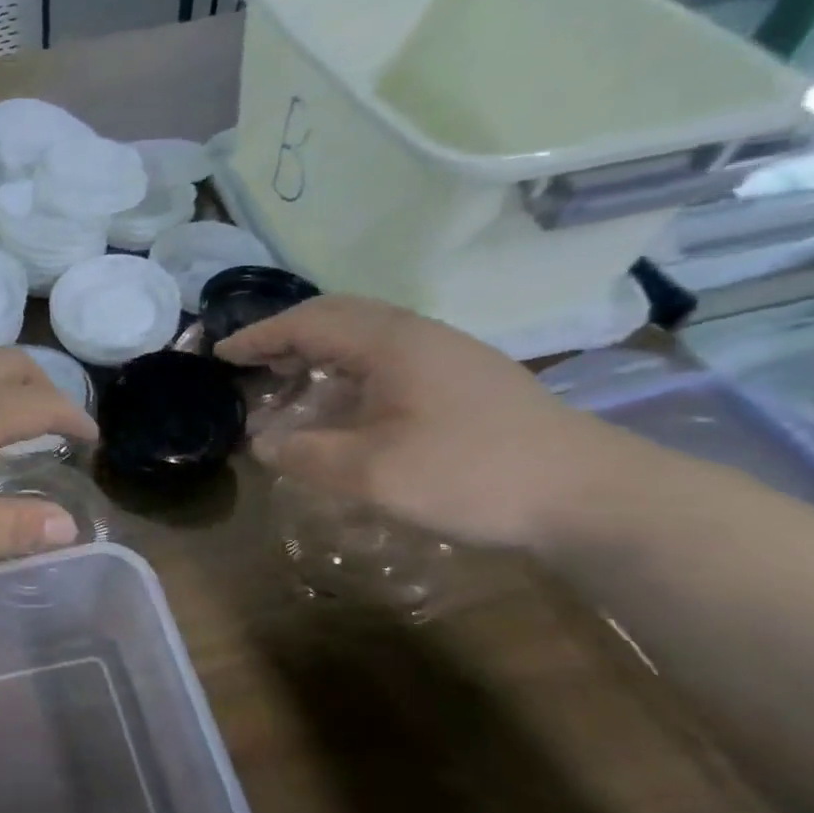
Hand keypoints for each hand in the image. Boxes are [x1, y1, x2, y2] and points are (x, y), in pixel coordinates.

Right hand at [215, 295, 622, 548]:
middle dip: (286, 335)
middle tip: (251, 363)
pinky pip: (388, 356)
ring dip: (319, 351)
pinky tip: (345, 403)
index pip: (308, 322)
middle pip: (337, 316)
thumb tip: (263, 442)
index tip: (221, 354)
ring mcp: (448, 354)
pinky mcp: (466, 378)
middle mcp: (418, 334)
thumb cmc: (472, 474)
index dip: (259, 337)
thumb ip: (306, 454)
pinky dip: (348, 368)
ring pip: (365, 335)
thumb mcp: (372, 473)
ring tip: (288, 381)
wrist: (592, 495)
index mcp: (391, 342)